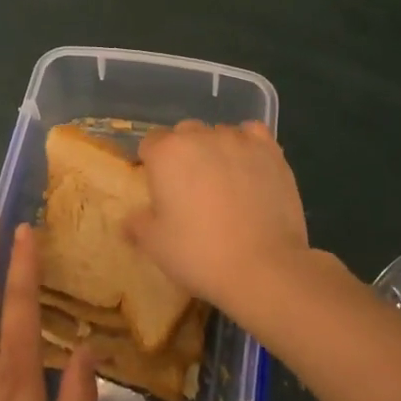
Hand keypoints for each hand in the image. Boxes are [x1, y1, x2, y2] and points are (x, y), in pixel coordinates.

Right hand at [131, 120, 310, 314]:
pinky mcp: (270, 150)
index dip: (153, 165)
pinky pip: (252, 134)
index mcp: (166, 153)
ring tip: (224, 183)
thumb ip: (137, 224)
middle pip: (184, 134)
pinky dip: (247, 145)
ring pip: (218, 133)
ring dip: (215, 150)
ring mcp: (238, 140)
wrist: (263, 267)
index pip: (150, 143)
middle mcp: (200, 136)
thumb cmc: (200, 254)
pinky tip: (249, 167)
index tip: (160, 190)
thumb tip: (130, 218)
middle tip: (191, 190)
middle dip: (184, 154)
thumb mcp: (155, 245)